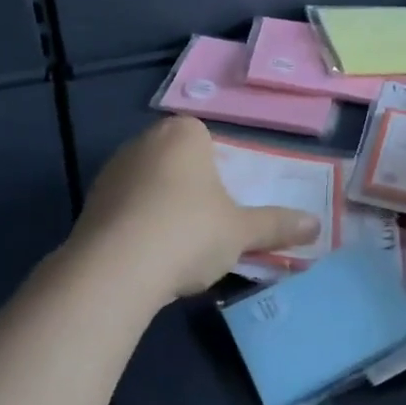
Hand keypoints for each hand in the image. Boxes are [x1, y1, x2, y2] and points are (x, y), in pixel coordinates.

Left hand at [71, 116, 321, 305]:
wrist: (114, 270)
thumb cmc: (189, 232)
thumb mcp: (241, 231)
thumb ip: (277, 225)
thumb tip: (316, 224)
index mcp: (183, 133)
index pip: (207, 139)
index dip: (220, 169)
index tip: (227, 202)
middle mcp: (144, 141)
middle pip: (177, 160)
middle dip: (191, 188)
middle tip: (208, 224)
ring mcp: (111, 171)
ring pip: (149, 185)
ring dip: (162, 208)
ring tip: (178, 247)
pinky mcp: (89, 204)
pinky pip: (124, 208)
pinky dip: (137, 226)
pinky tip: (148, 257)